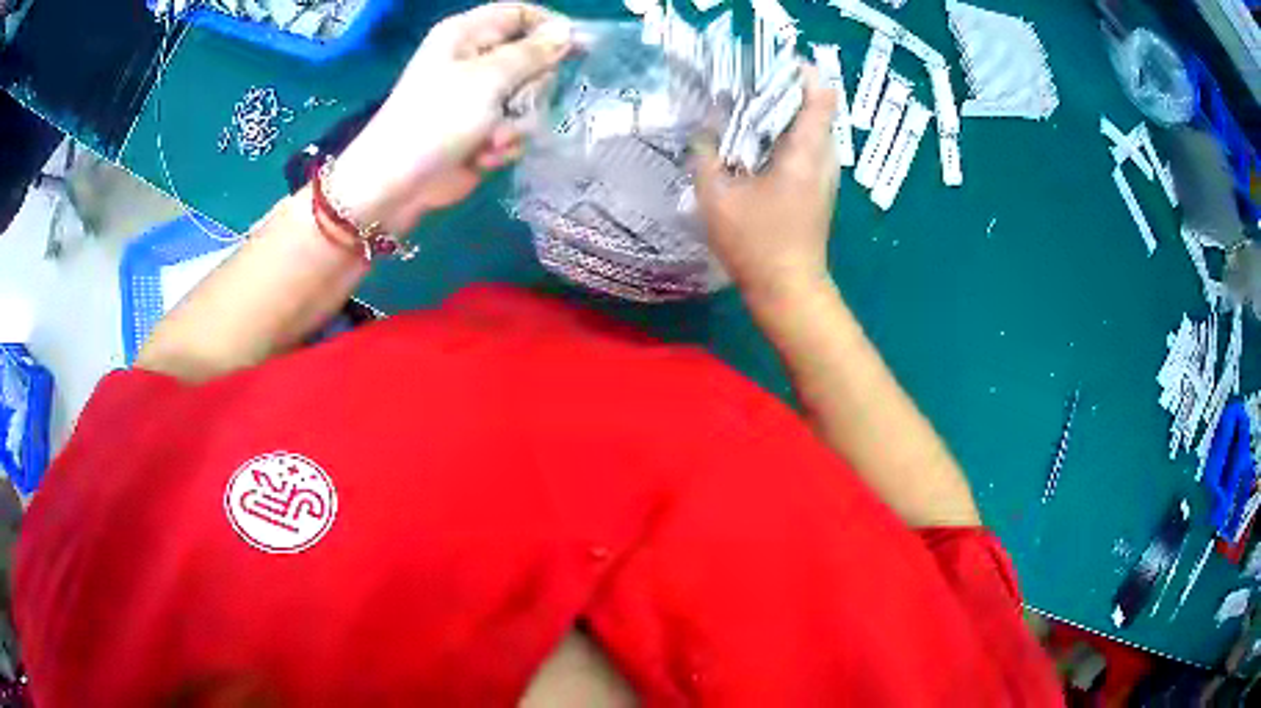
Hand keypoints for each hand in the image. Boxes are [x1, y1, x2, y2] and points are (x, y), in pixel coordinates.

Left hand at [331, 3, 573, 233]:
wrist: (399, 184)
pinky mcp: (484, 129)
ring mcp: (479, 97)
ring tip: (492, 137)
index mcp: (467, 34)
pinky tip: (483, 155)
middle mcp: (475, 60)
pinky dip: (504, 144)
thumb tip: (568, 32)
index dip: (551, 27)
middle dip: (531, 86)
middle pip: (533, 58)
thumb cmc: (437, 120)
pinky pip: (518, 127)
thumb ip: (533, 53)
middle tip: (516, 101)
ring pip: (530, 97)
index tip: (580, 48)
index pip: (522, 13)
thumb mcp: (488, 78)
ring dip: (517, 122)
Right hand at [694, 68, 838, 311]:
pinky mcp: (819, 189)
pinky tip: (757, 146)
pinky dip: (786, 136)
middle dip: (785, 90)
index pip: (820, 95)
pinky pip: (808, 148)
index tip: (769, 66)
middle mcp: (823, 158)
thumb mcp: (717, 197)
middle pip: (816, 107)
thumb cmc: (756, 243)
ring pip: (812, 128)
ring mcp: (825, 175)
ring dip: (784, 114)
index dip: (800, 72)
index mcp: (804, 152)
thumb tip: (702, 129)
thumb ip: (705, 155)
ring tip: (748, 110)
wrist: (789, 290)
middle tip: (748, 86)